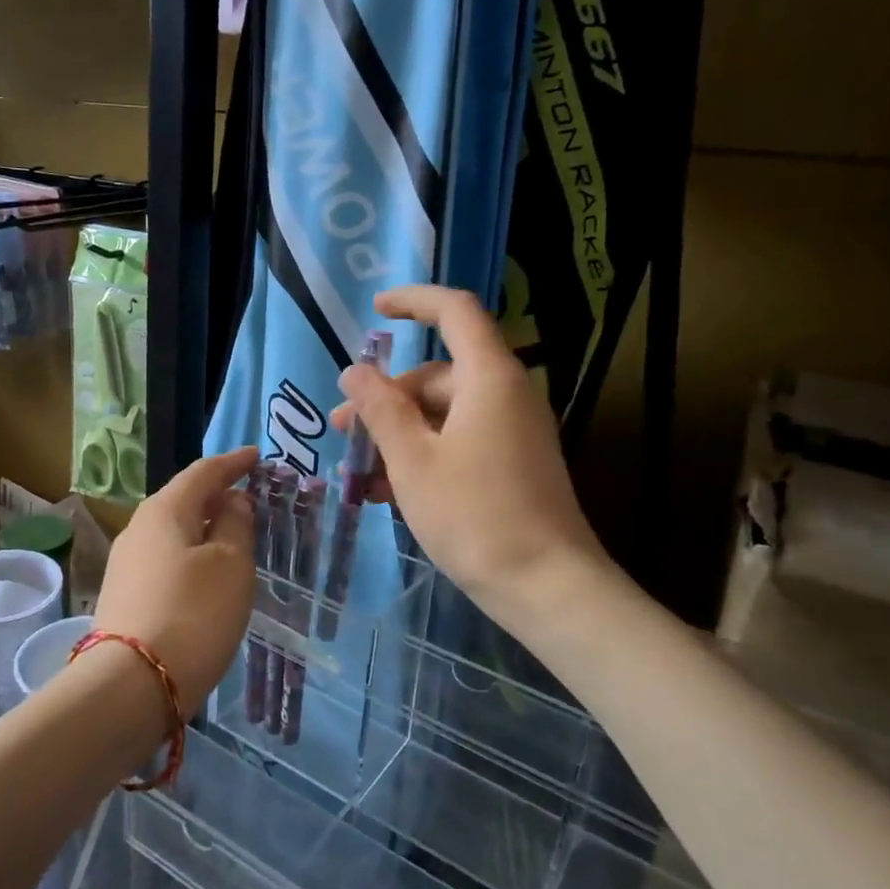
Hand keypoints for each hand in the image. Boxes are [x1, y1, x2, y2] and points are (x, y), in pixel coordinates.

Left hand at [92, 446, 259, 716]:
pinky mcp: (125, 597)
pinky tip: (207, 576)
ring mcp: (126, 564)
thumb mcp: (230, 564)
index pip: (203, 472)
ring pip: (173, 533)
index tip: (256, 456)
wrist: (131, 686)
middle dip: (217, 496)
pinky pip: (166, 561)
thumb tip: (231, 502)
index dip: (233, 462)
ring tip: (234, 538)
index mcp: (164, 510)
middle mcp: (138, 529)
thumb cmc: (193, 613)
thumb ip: (234, 525)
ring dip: (204, 529)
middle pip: (183, 500)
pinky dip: (192, 557)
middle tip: (250, 500)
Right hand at [332, 286, 612, 629]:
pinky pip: (460, 442)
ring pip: (444, 415)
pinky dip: (423, 456)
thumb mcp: (412, 460)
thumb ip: (380, 409)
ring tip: (358, 476)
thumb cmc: (474, 515)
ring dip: (397, 436)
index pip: (454, 312)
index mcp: (488, 377)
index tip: (374, 310)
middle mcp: (507, 394)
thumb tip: (355, 372)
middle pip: (437, 375)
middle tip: (342, 433)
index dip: (413, 302)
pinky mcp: (513, 464)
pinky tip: (388, 493)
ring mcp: (513, 432)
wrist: (546, 587)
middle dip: (385, 399)